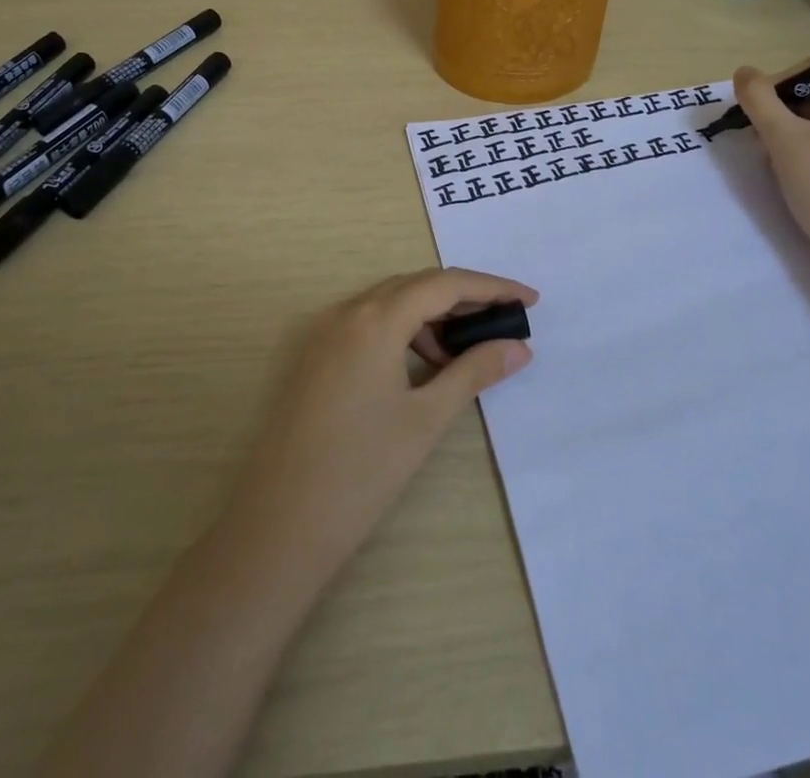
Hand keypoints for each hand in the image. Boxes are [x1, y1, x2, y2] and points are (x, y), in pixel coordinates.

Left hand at [219, 269, 536, 590]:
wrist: (280, 525)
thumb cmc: (362, 471)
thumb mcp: (426, 419)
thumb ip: (473, 372)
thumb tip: (518, 348)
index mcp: (375, 319)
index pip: (445, 284)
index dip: (492, 287)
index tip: (530, 300)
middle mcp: (347, 311)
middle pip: (417, 285)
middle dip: (464, 298)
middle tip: (504, 321)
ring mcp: (326, 331)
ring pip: (391, 303)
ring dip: (433, 316)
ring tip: (464, 353)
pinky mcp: (316, 355)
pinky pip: (369, 323)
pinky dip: (404, 332)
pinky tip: (423, 365)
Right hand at [734, 62, 809, 259]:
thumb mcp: (782, 135)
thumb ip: (758, 98)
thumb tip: (743, 72)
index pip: (807, 69)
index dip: (775, 85)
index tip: (755, 113)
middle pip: (807, 94)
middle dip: (776, 112)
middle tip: (758, 137)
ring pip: (809, 120)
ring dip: (782, 132)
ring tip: (770, 157)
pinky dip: (797, 149)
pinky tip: (786, 171)